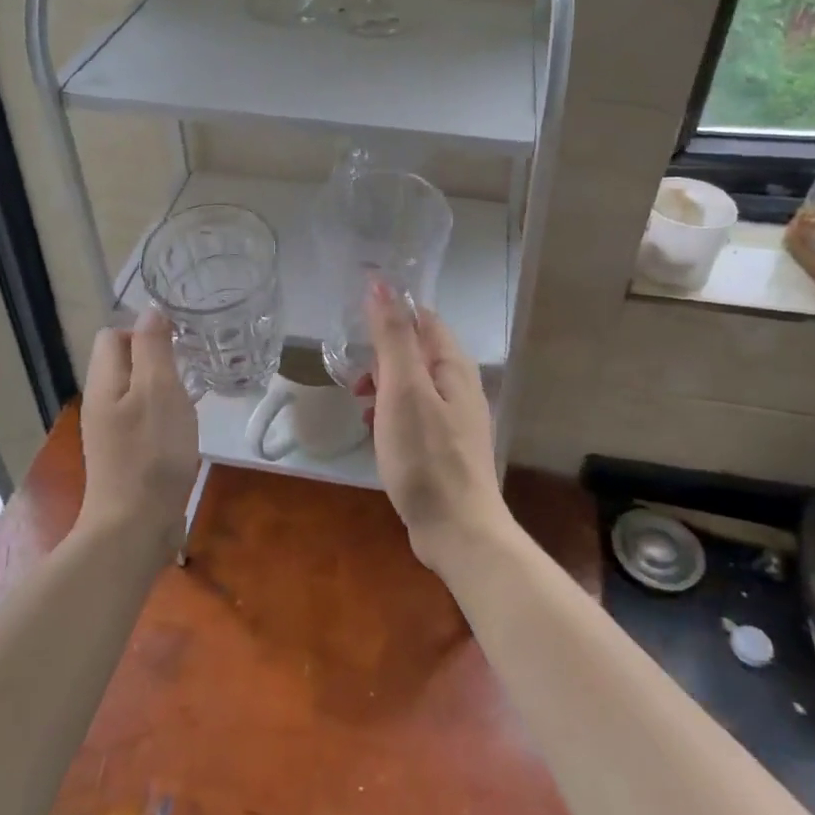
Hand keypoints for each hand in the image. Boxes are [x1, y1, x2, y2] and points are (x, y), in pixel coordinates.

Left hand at [79, 306, 199, 548]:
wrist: (135, 528)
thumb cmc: (151, 454)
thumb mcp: (159, 391)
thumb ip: (154, 348)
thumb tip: (150, 312)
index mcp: (104, 382)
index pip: (113, 335)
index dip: (144, 330)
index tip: (178, 342)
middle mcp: (101, 404)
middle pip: (123, 362)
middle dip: (156, 357)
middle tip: (191, 367)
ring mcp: (111, 433)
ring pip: (135, 392)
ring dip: (162, 387)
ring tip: (192, 394)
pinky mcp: (126, 456)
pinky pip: (143, 419)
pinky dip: (163, 415)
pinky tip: (183, 429)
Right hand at [363, 281, 509, 573]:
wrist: (456, 530)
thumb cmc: (426, 455)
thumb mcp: (403, 389)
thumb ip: (393, 337)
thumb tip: (381, 285)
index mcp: (453, 366)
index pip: (422, 319)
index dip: (390, 313)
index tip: (354, 323)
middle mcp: (459, 385)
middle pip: (416, 351)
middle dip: (381, 354)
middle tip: (354, 376)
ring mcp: (454, 418)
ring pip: (412, 383)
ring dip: (382, 384)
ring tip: (359, 402)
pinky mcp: (444, 445)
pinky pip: (413, 412)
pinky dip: (390, 411)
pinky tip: (373, 429)